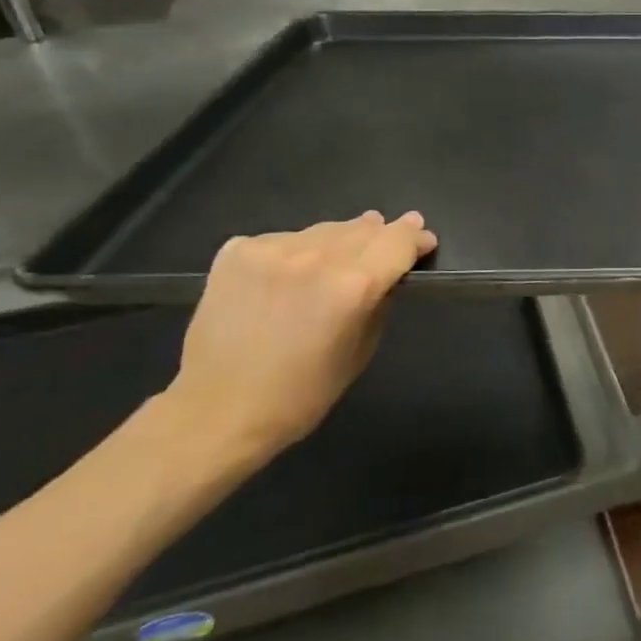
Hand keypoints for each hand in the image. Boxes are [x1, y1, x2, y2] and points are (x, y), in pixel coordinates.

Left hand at [152, 212, 437, 470]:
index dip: (416, 238)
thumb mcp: (360, 350)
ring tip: (344, 252)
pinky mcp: (237, 252)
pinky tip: (292, 273)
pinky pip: (284, 240)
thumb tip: (389, 273)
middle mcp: (315, 257)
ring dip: (341, 240)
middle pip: (363, 229)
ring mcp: (271, 250)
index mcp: (352, 286)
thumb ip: (379, 302)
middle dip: (382, 234)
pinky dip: (297, 251)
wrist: (217, 411)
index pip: (397, 242)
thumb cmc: (301, 394)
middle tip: (392, 236)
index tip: (424, 240)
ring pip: (324, 230)